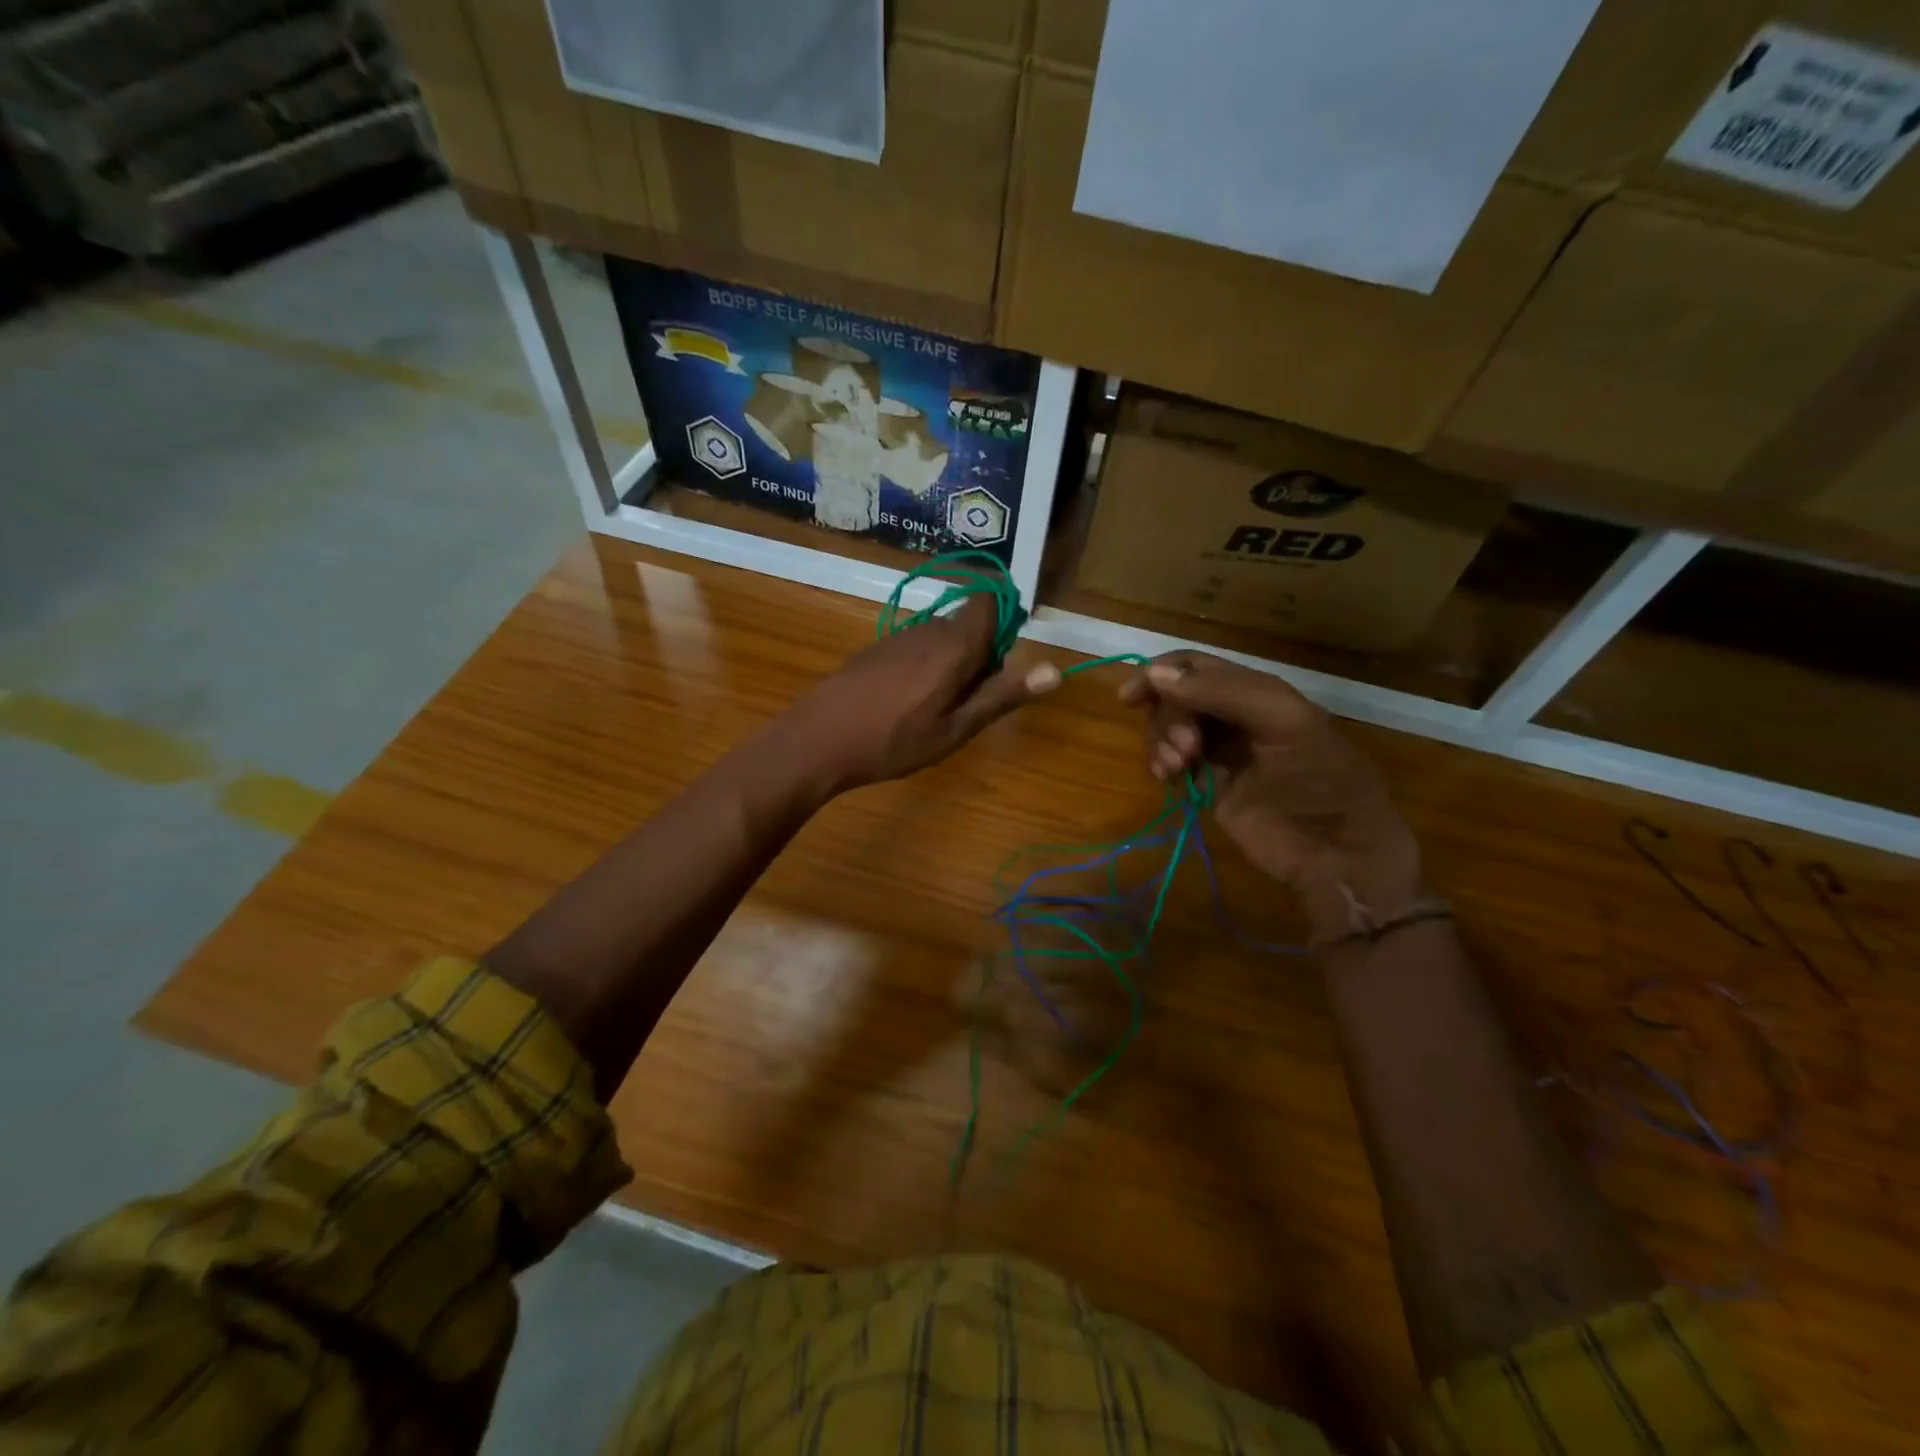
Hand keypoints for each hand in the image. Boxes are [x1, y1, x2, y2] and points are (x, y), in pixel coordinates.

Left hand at [780, 594, 1060, 794]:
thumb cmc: (893, 742)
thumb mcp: (956, 729)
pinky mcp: (875, 650)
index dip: (1004, 622)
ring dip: (951, 665)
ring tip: (936, 711)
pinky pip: (916, 648)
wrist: (816, 741)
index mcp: (953, 645)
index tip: (1001, 664)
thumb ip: (1002, 696)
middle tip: (968, 705)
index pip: (989, 601)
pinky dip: (925, 669)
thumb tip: (1055, 670)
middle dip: (980, 656)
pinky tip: (905, 706)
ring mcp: (897, 638)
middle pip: (968, 625)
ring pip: (941, 638)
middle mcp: (928, 630)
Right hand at [1120, 652, 1422, 940]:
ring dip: (1160, 742)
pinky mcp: (1209, 786)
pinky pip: (1171, 763)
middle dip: (1167, 717)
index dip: (1161, 674)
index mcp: (1258, 692)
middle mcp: (1235, 716)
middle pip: (1176, 698)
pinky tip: (1167, 778)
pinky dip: (1161, 764)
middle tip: (1183, 748)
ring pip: (1169, 729)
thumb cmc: (1320, 778)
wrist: (1338, 852)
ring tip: (1173, 768)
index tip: (1130, 696)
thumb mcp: (1283, 720)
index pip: (1197, 667)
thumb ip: (1222, 692)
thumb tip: (1154, 674)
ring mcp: (1220, 752)